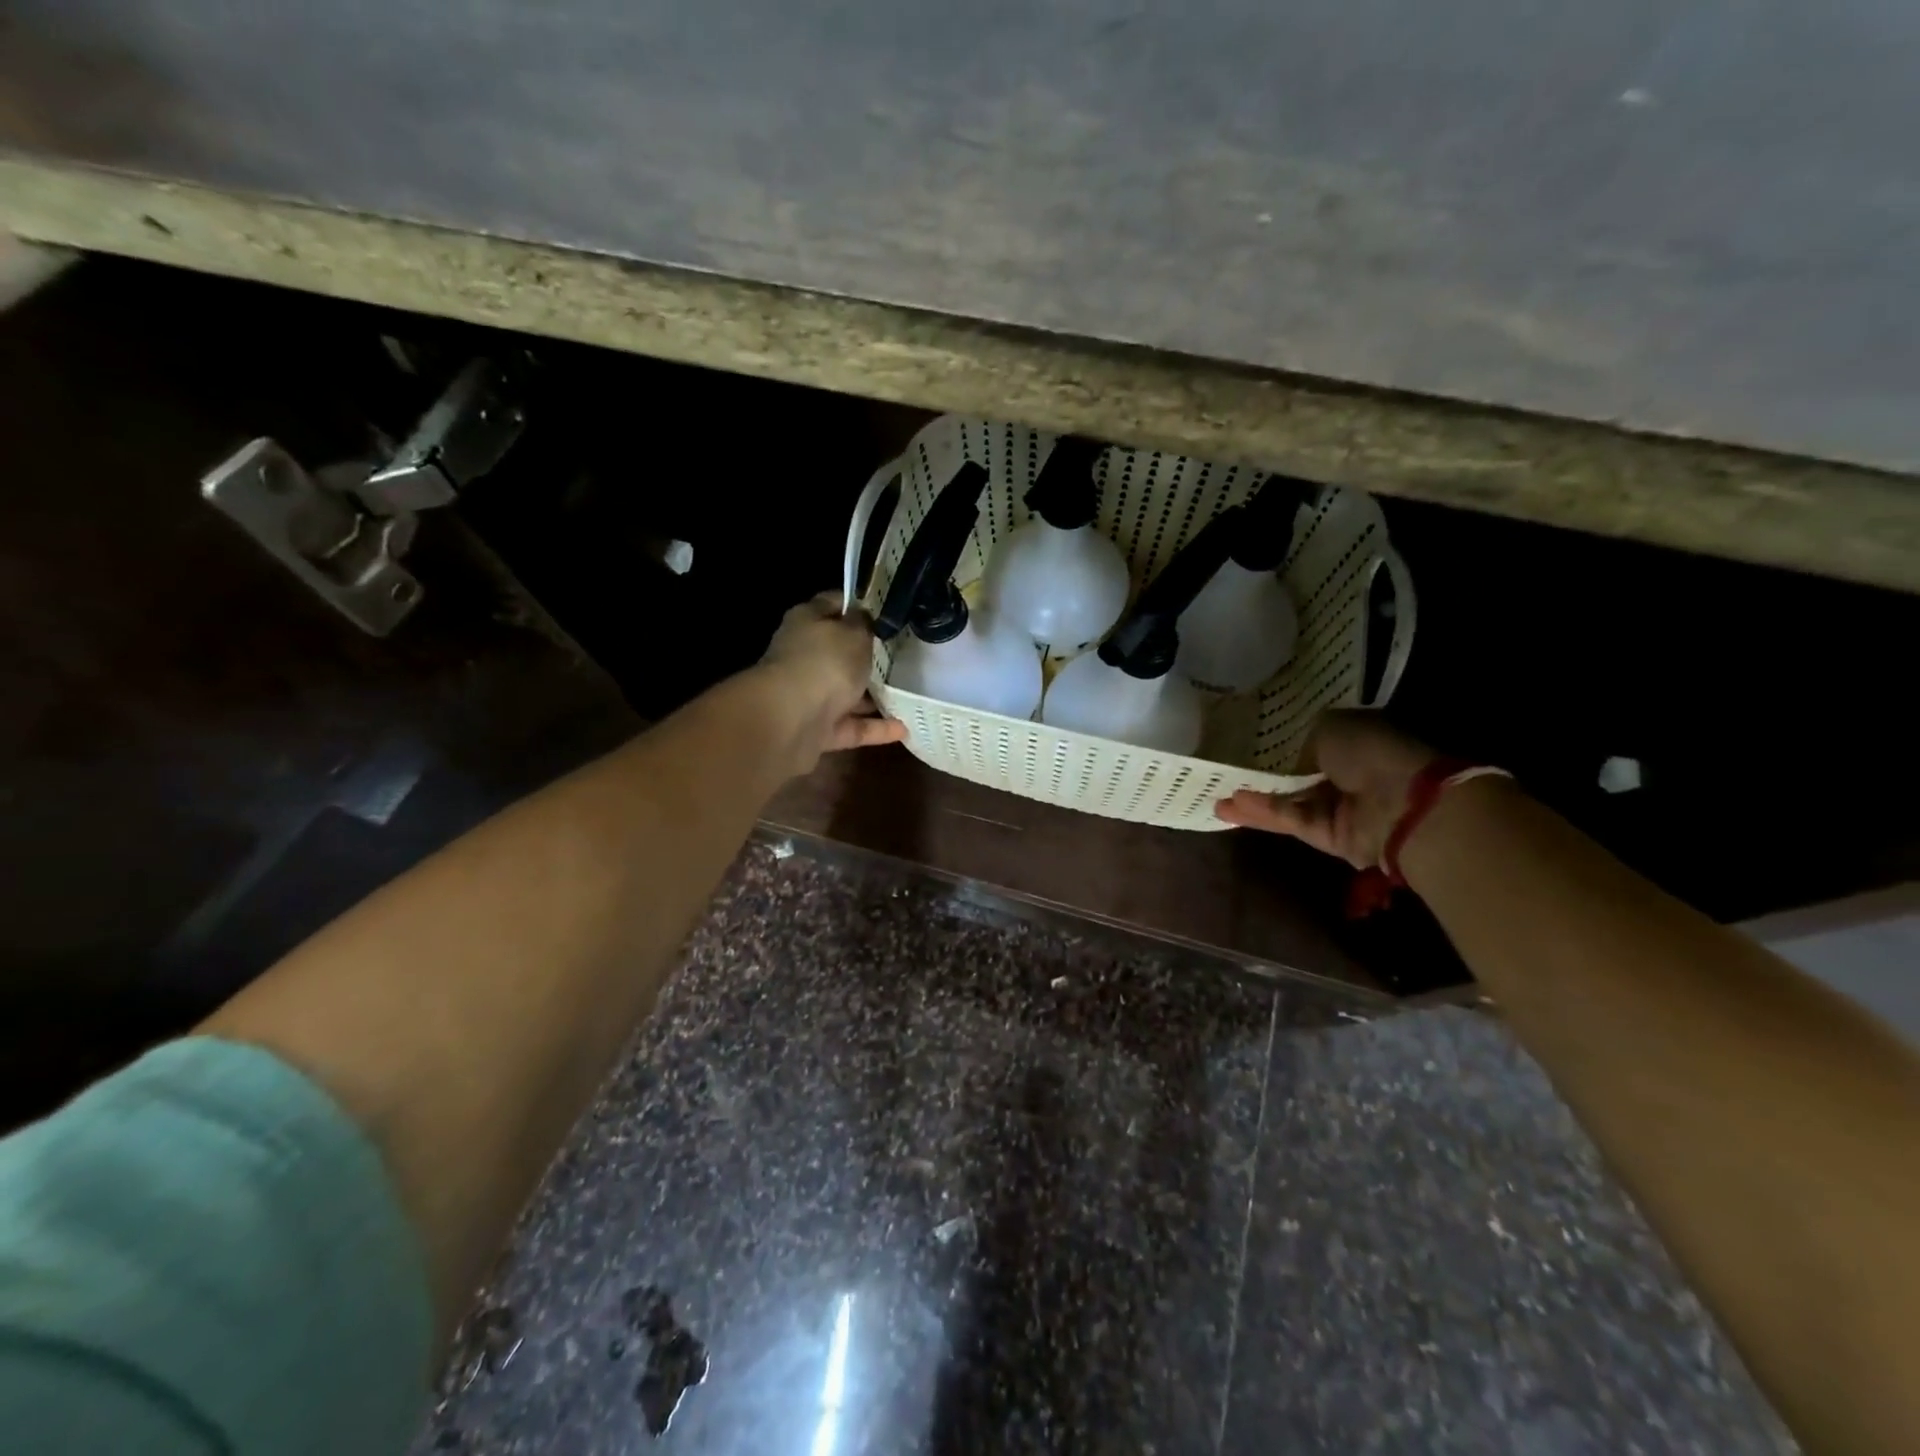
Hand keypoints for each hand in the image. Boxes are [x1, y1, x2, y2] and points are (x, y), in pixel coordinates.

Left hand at [757, 592, 906, 772]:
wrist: (789, 722)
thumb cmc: (824, 663)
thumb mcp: (854, 633)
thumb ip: (865, 624)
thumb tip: (866, 617)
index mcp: (808, 623)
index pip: (834, 605)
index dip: (860, 605)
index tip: (890, 612)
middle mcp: (806, 657)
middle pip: (842, 653)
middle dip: (872, 655)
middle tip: (909, 654)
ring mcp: (810, 696)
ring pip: (848, 693)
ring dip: (876, 696)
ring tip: (912, 693)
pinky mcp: (818, 730)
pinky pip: (852, 727)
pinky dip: (876, 729)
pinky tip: (904, 728)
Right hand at [1214, 710, 1435, 868]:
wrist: (1405, 805)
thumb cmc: (1371, 752)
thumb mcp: (1330, 725)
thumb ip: (1300, 736)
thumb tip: (1281, 748)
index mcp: (1353, 738)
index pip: (1309, 736)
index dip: (1276, 736)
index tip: (1240, 733)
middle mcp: (1345, 771)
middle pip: (1294, 771)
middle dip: (1259, 770)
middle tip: (1220, 765)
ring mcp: (1336, 805)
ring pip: (1286, 799)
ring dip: (1252, 796)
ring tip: (1213, 792)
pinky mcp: (1327, 834)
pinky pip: (1289, 819)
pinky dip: (1263, 812)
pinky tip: (1229, 806)